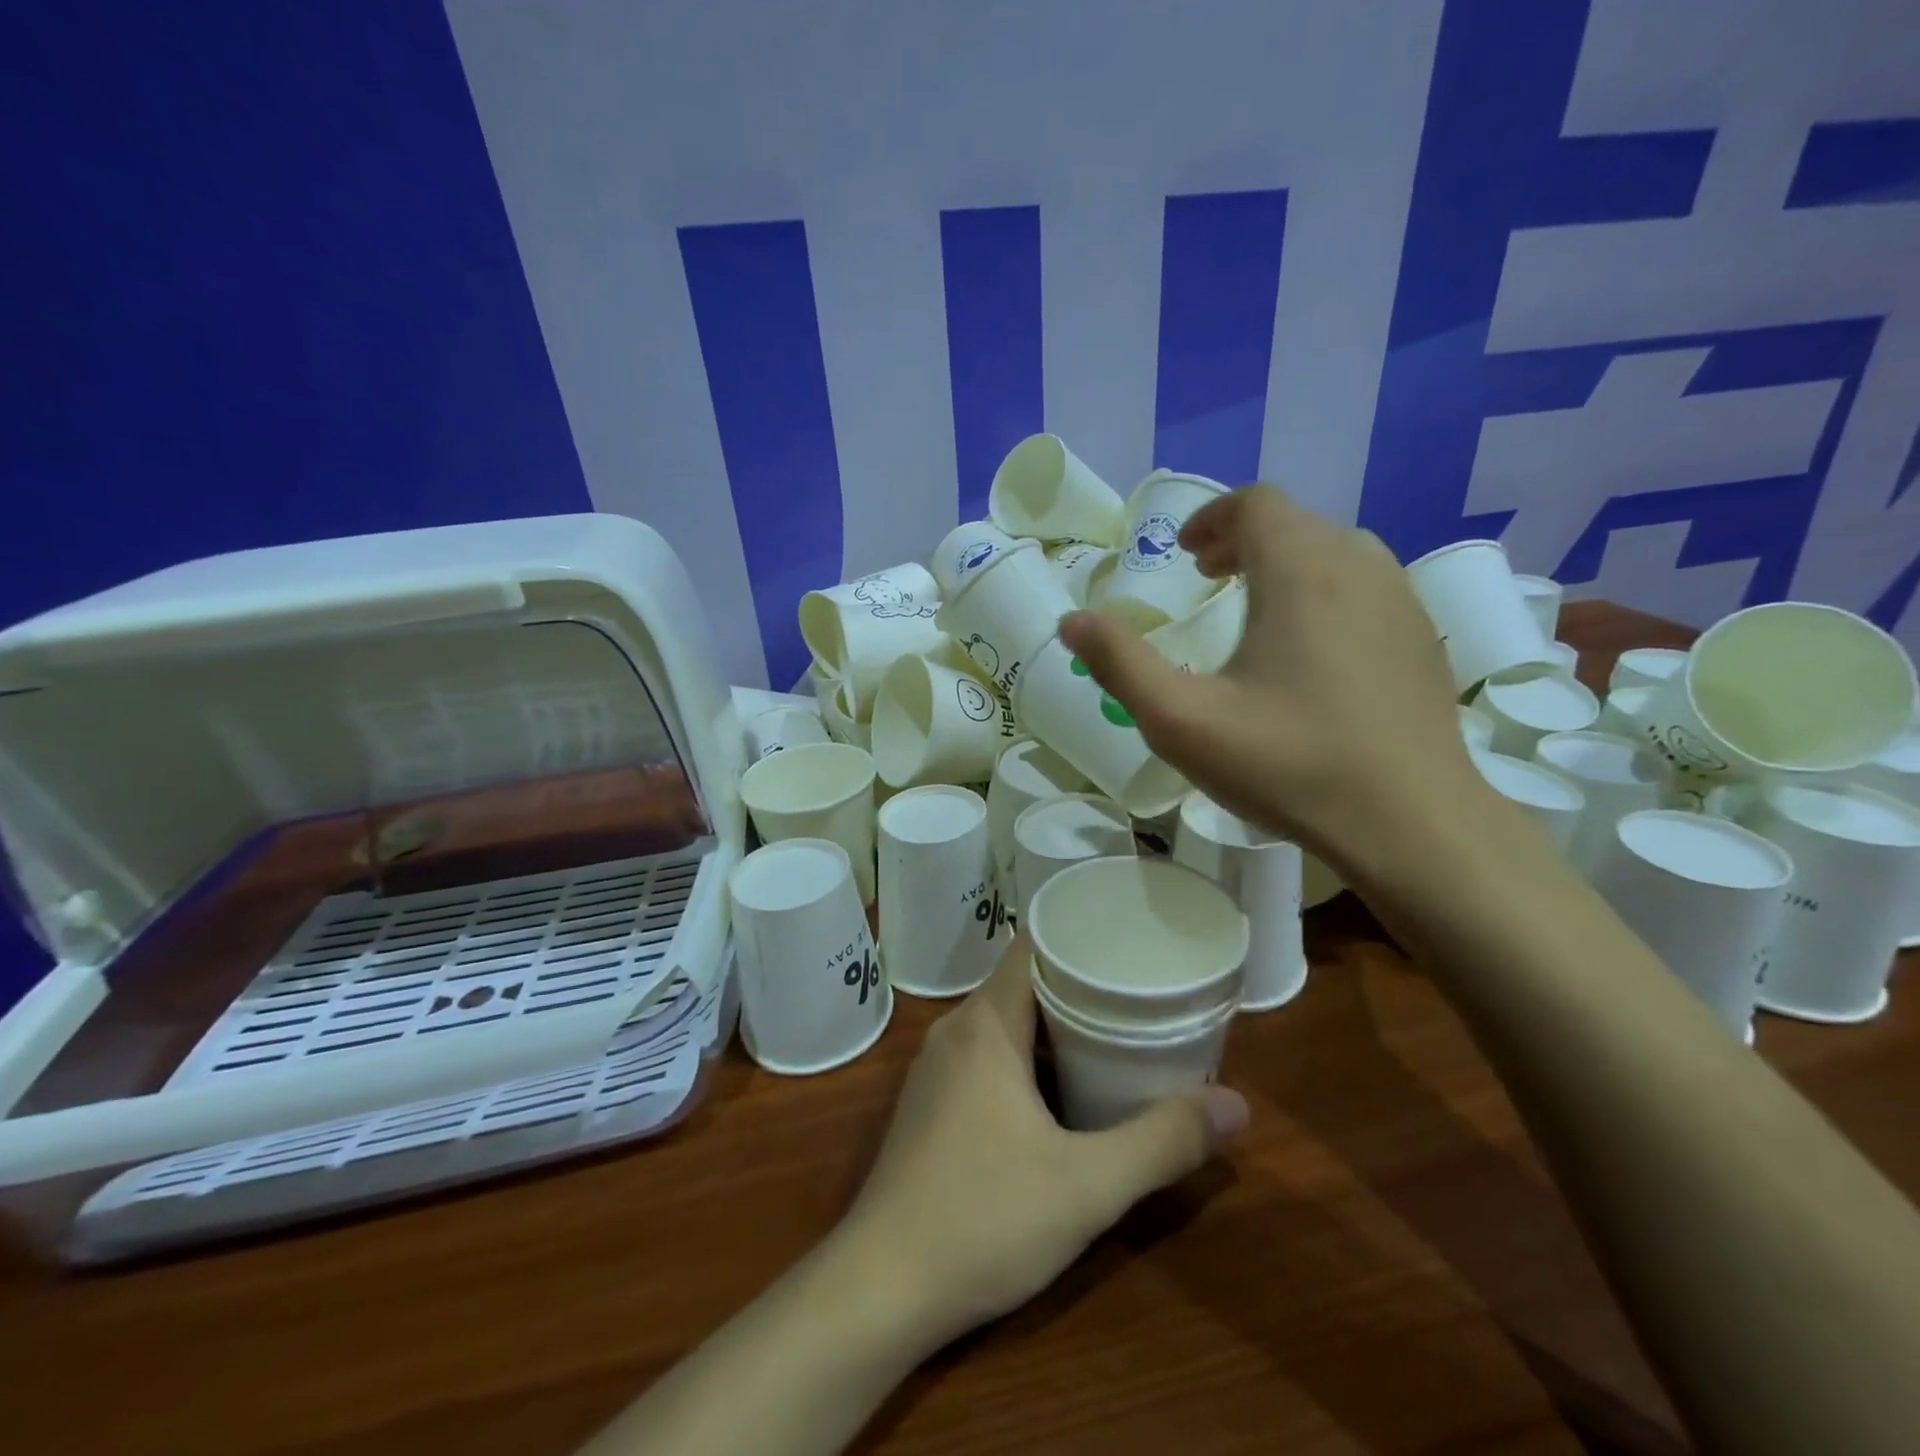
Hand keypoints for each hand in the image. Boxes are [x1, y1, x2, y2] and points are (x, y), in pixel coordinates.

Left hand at [837, 937, 1246, 1348]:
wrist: (880, 1288)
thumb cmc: (983, 1219)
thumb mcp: (1087, 1185)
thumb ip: (1163, 1142)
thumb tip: (1238, 1106)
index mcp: (985, 1024)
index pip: (1032, 947)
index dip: (1079, 938)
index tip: (1130, 944)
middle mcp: (955, 1032)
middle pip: (1024, 984)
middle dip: (1081, 988)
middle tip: (1141, 996)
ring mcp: (937, 1069)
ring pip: (1006, 1024)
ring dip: (1056, 1028)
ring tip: (1116, 1037)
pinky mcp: (932, 1104)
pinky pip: (987, 1056)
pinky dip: (1029, 1059)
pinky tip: (1064, 1091)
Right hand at [1059, 484, 1482, 873]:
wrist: (1412, 823)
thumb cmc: (1288, 763)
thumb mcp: (1181, 719)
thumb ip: (1120, 664)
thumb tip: (1071, 621)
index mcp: (1300, 571)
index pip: (1257, 505)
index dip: (1213, 518)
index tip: (1185, 554)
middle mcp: (1358, 567)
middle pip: (1296, 524)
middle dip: (1244, 541)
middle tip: (1207, 578)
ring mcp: (1401, 601)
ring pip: (1336, 553)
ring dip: (1286, 564)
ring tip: (1254, 609)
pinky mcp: (1422, 640)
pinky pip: (1366, 589)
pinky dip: (1325, 593)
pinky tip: (1309, 653)